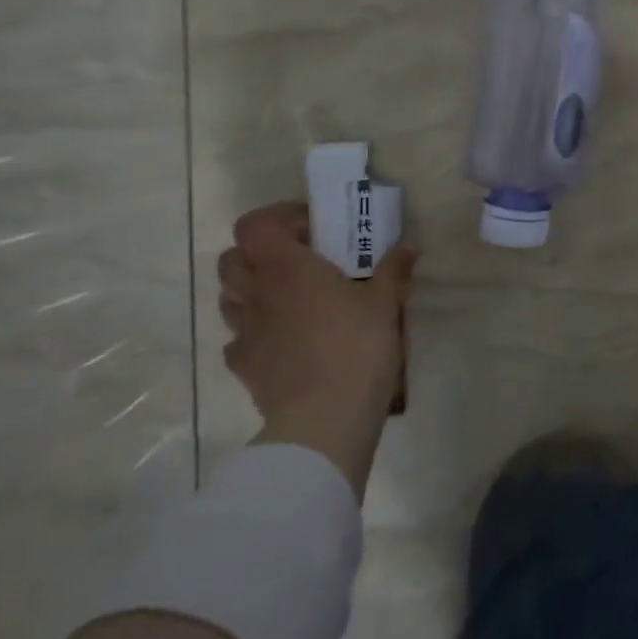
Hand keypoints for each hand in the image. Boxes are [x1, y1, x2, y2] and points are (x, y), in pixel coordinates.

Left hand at [218, 202, 416, 496]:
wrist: (324, 420)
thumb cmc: (357, 347)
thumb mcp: (385, 303)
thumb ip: (393, 270)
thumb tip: (408, 248)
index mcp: (287, 268)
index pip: (254, 225)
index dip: (277, 218)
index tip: (312, 227)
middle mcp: (257, 293)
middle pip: (231, 258)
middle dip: (259, 253)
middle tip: (298, 260)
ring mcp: (244, 332)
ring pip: (229, 297)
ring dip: (252, 289)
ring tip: (289, 298)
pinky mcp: (243, 367)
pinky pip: (237, 338)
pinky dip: (254, 332)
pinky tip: (283, 340)